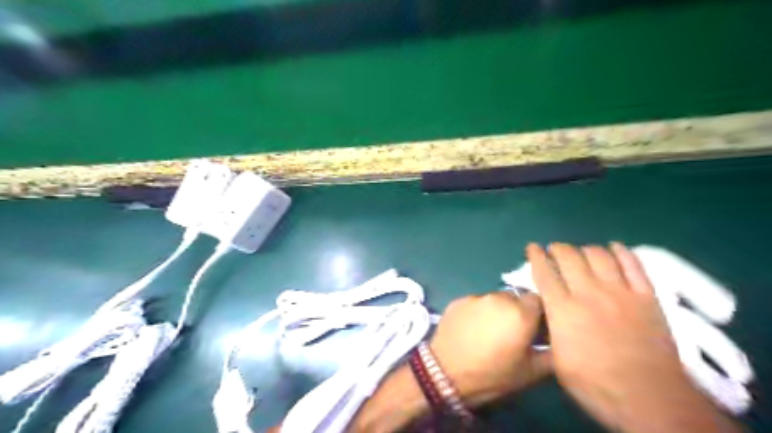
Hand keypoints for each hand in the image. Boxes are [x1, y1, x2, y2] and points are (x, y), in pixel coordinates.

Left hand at [429, 290, 554, 405]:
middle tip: (511, 332)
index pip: (539, 300)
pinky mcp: (458, 300)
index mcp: (520, 313)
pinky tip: (471, 329)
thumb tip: (559, 343)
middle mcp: (499, 298)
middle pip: (516, 298)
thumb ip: (551, 354)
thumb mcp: (529, 373)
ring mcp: (476, 297)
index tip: (535, 329)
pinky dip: (478, 312)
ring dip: (497, 311)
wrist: (445, 372)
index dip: (539, 314)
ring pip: (495, 299)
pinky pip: (476, 302)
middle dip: (517, 312)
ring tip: (489, 331)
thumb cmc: (491, 375)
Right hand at [529, 244, 738, 432]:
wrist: (649, 399)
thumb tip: (547, 310)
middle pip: (569, 256)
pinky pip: (633, 264)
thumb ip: (550, 328)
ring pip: (598, 255)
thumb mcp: (557, 360)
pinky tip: (613, 248)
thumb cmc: (595, 384)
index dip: (536, 256)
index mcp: (563, 309)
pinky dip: (621, 252)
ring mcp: (620, 292)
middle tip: (555, 250)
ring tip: (581, 253)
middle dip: (558, 248)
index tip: (532, 247)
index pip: (544, 272)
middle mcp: (588, 293)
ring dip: (585, 249)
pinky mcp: (646, 297)